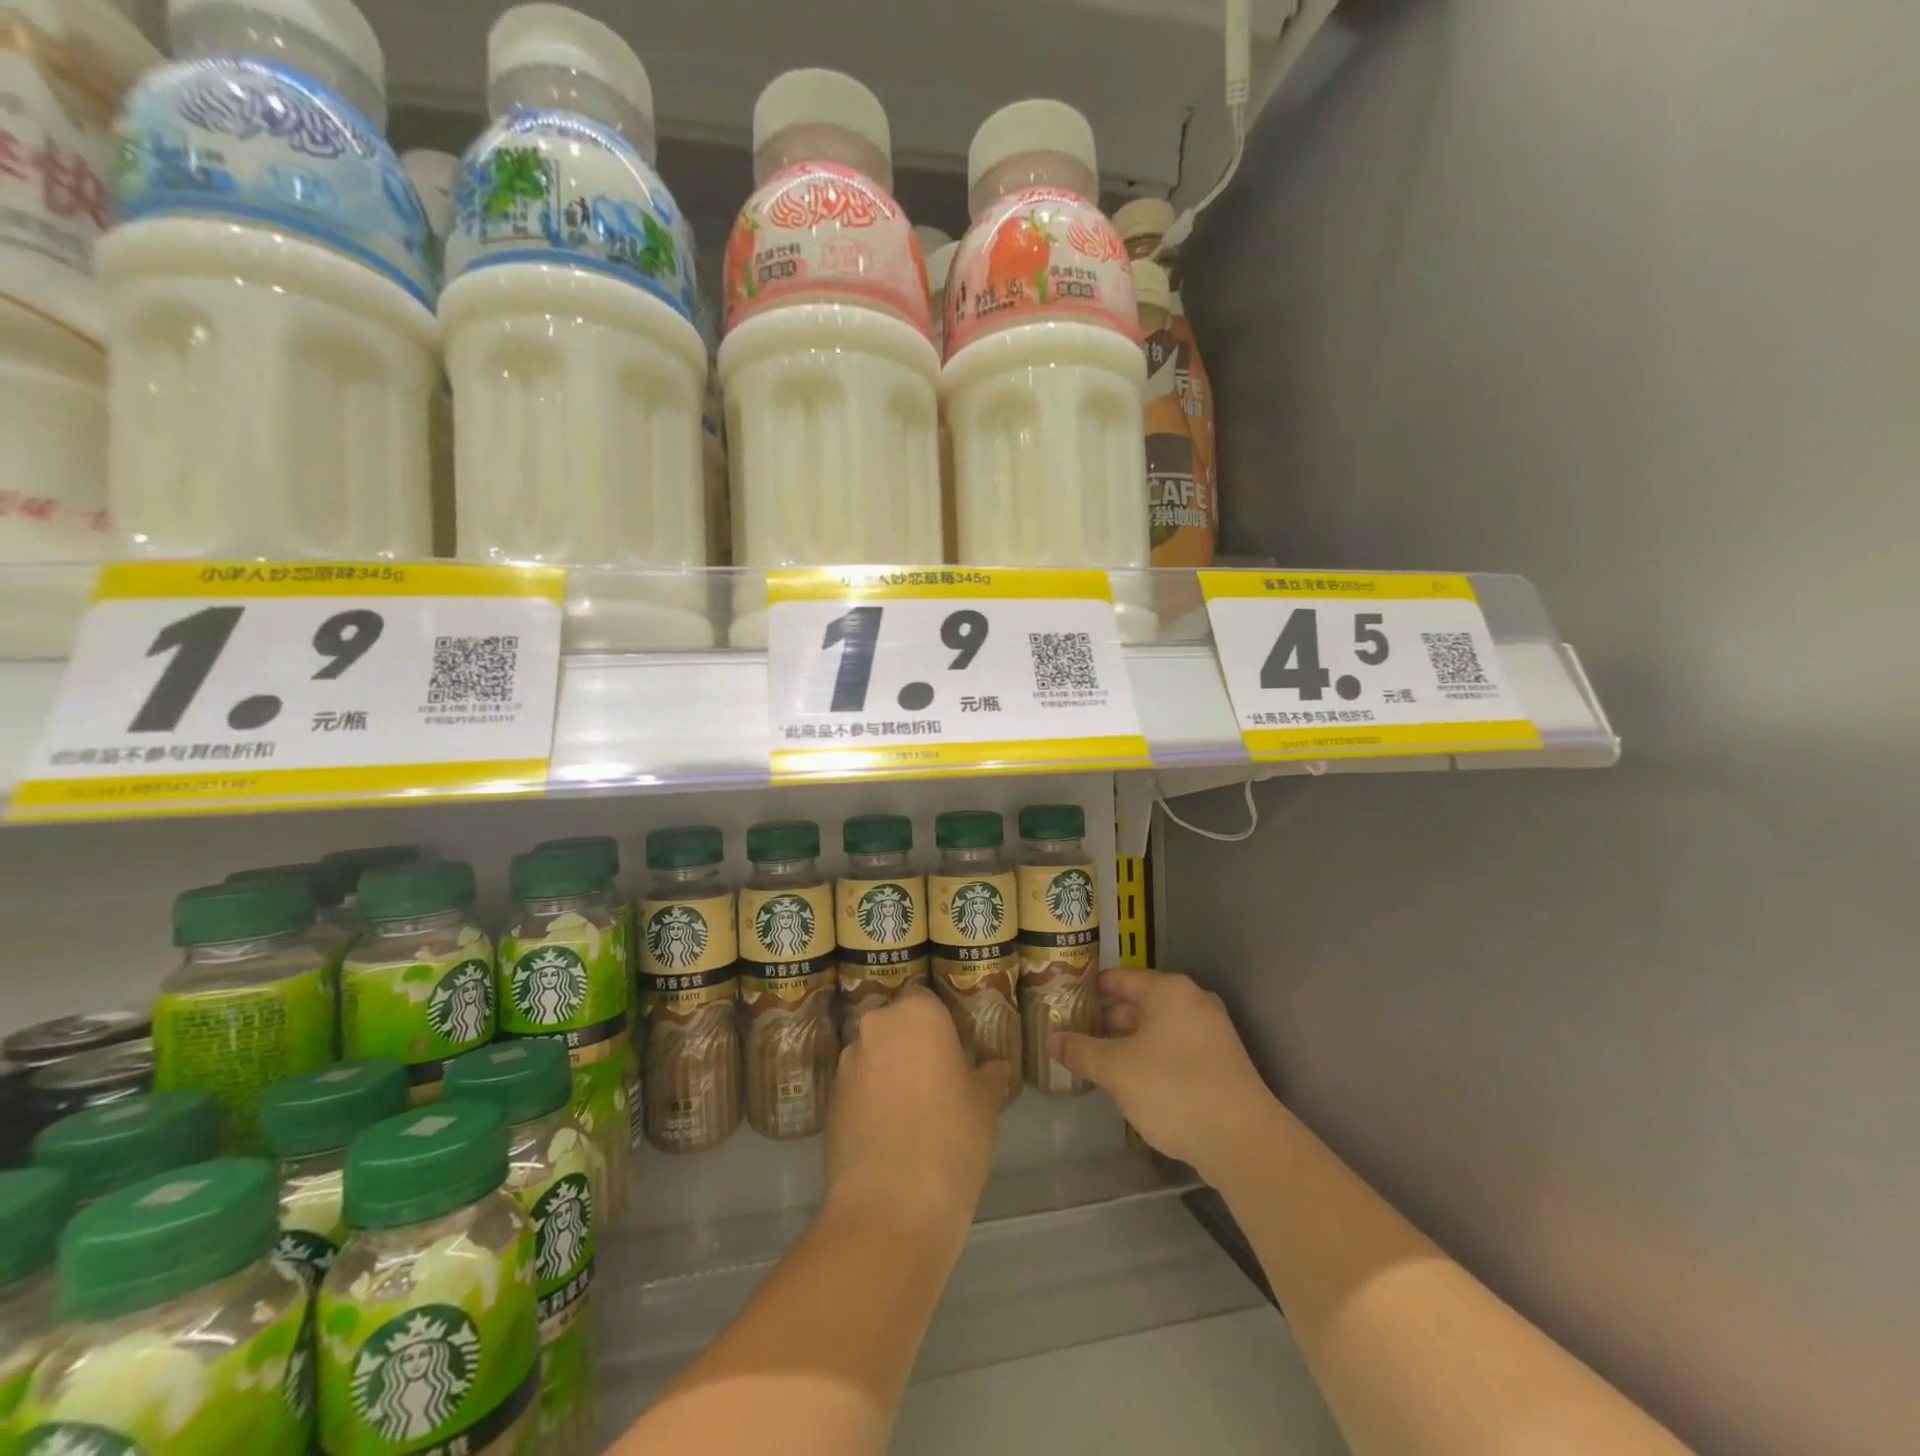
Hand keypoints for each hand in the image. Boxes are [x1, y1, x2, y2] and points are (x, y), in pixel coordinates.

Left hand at [826, 987, 1011, 1232]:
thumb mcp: (985, 1105)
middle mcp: (877, 1026)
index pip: (926, 999)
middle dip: (911, 1045)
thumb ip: (988, 1076)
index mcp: (918, 1013)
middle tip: (936, 1079)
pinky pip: (857, 1086)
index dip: (939, 1023)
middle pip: (896, 1025)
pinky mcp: (830, 1100)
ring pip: (874, 1055)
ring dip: (888, 1071)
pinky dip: (870, 1099)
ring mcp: (848, 1063)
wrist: (891, 1205)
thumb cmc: (952, 1138)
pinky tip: (889, 1132)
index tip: (953, 1050)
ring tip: (911, 1111)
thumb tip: (995, 1066)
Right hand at [1050, 968, 1279, 1180]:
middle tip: (1077, 1031)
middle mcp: (1194, 1002)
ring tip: (1099, 1057)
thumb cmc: (1173, 1089)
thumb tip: (1052, 1040)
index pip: (1122, 978)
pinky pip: (1176, 1048)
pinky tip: (1133, 1079)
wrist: (1243, 1141)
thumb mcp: (1116, 1069)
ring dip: (1130, 1040)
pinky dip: (1152, 1056)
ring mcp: (1213, 1033)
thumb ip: (1081, 1051)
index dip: (1093, 988)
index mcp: (1169, 991)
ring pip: (1159, 1028)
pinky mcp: (1222, 1063)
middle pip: (1142, 1002)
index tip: (1068, 998)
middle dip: (1110, 1018)